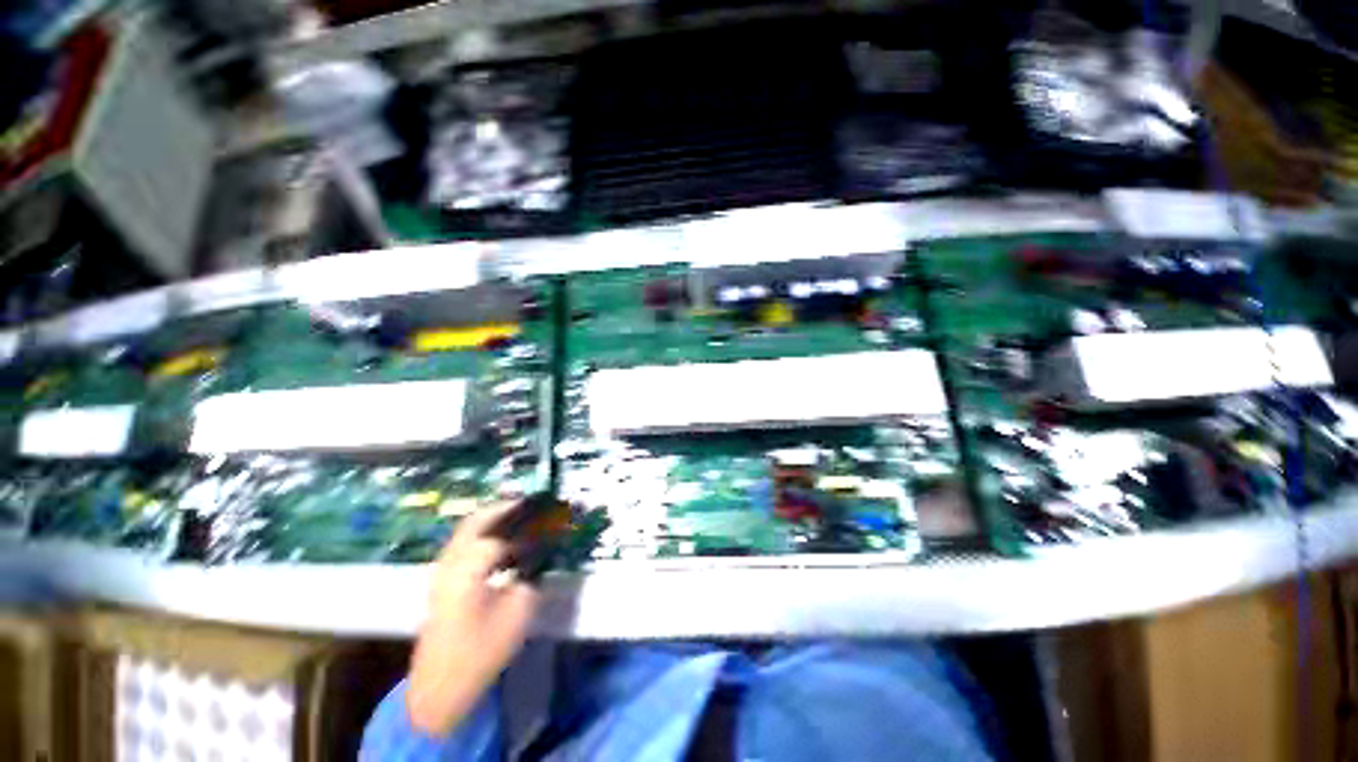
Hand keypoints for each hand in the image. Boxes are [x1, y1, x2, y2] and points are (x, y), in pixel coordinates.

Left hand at [406, 500, 540, 735]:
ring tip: (525, 517)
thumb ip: (533, 572)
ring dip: (497, 517)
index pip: (505, 528)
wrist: (440, 686)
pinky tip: (505, 540)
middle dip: (509, 507)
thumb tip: (544, 548)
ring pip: (470, 527)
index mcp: (469, 566)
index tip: (554, 516)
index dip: (532, 520)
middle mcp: (452, 559)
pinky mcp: (443, 578)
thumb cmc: (482, 650)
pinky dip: (486, 531)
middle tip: (537, 505)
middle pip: (480, 518)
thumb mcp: (519, 610)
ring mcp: (443, 568)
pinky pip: (465, 541)